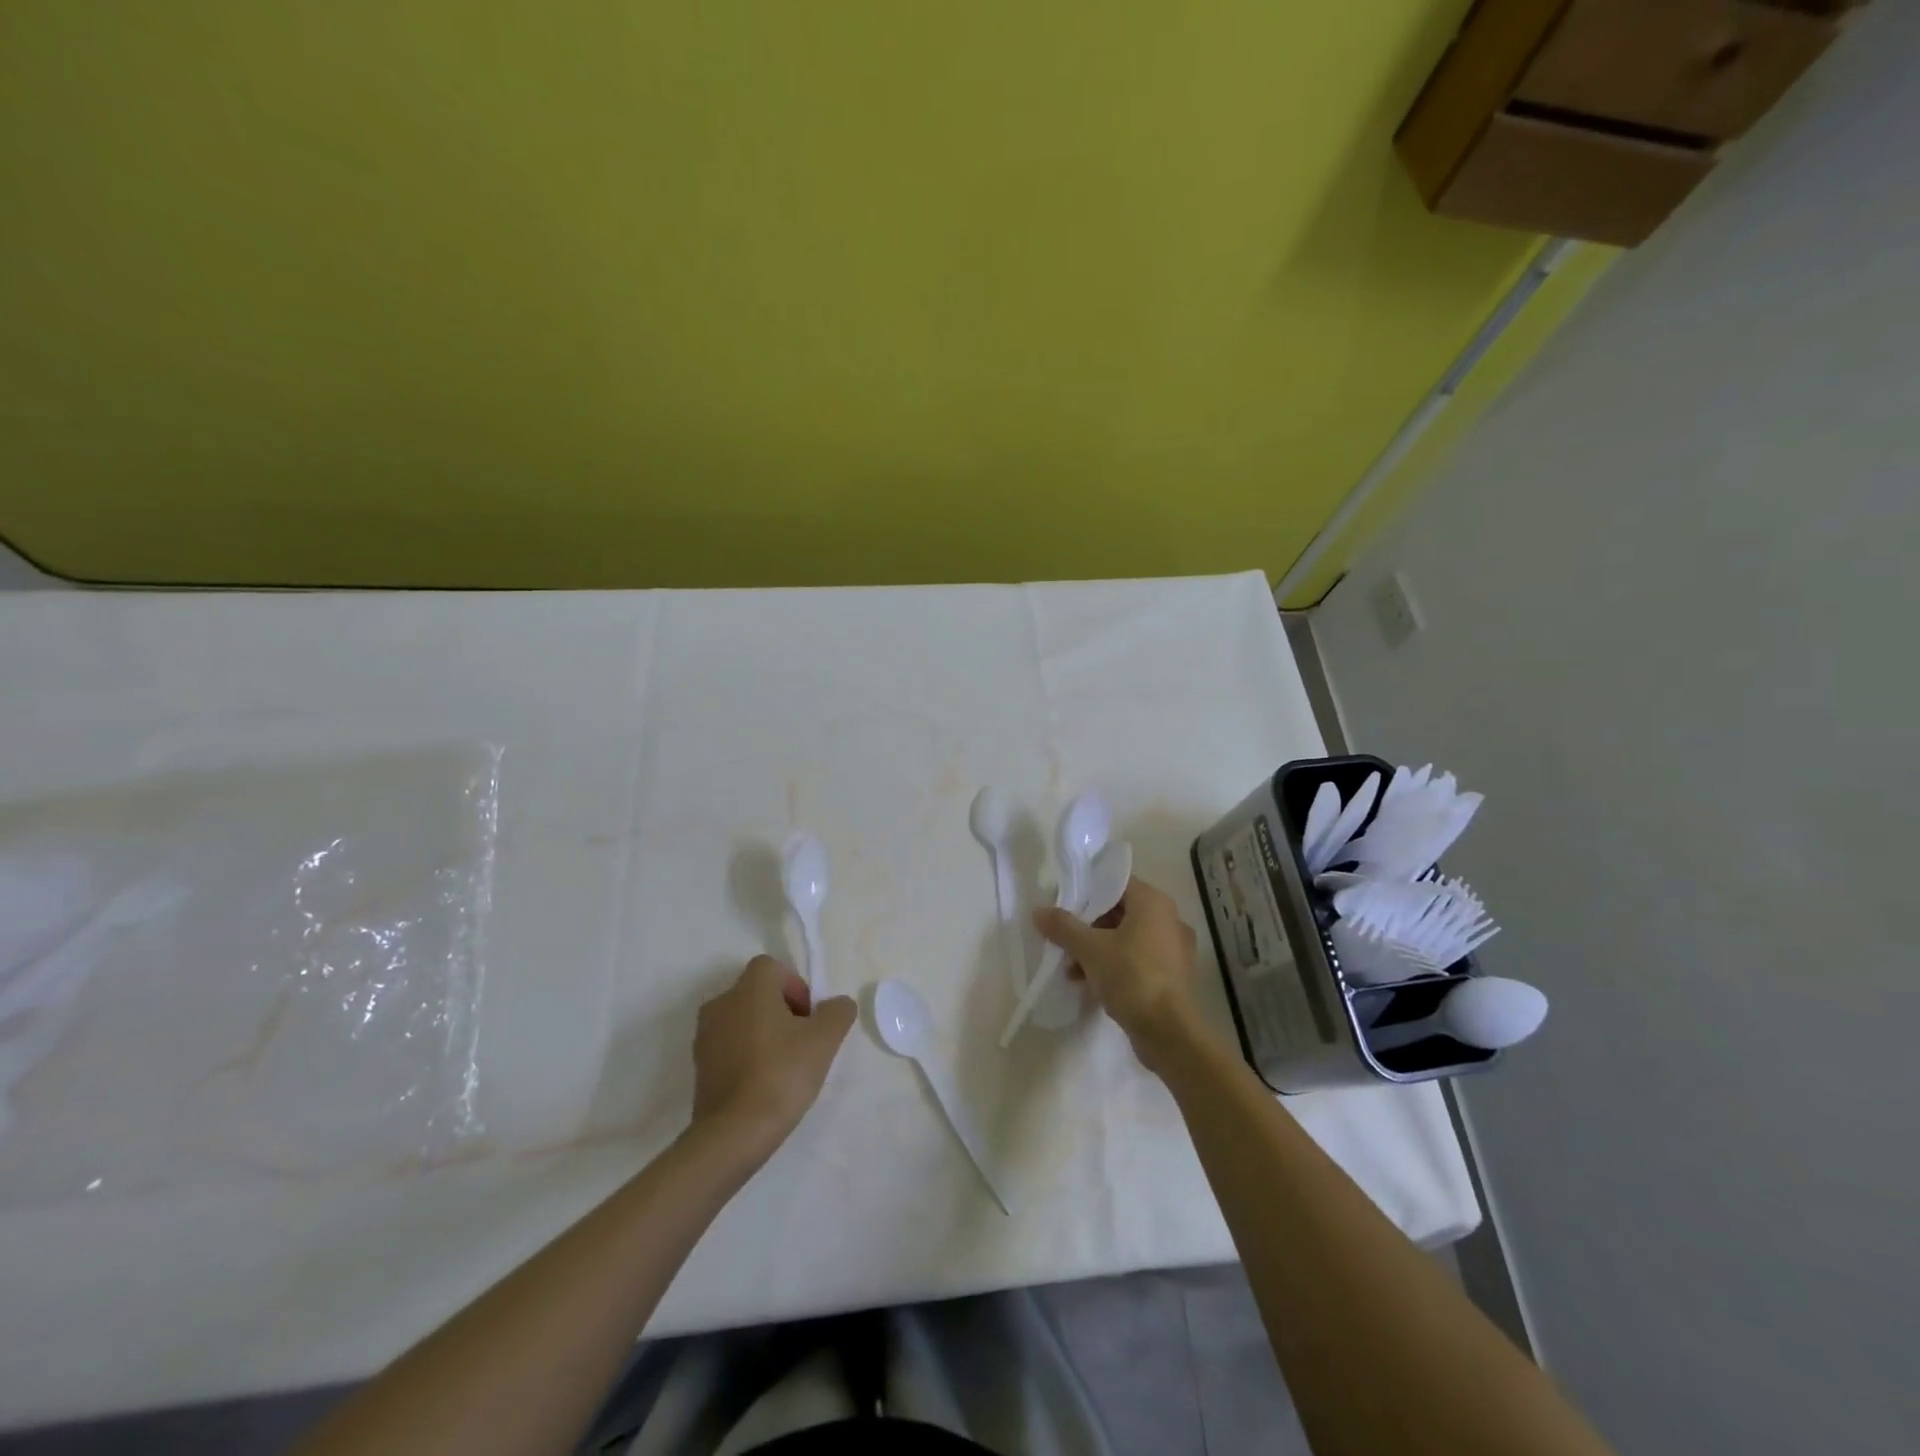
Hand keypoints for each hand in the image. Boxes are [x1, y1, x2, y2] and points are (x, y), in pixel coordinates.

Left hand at [691, 956, 855, 1158]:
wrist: (733, 1133)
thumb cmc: (782, 1073)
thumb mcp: (825, 1039)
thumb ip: (837, 1012)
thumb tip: (837, 1005)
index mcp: (749, 988)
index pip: (772, 967)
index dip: (795, 986)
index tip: (809, 1018)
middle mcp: (721, 1003)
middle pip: (757, 993)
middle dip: (782, 1011)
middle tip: (802, 1042)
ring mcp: (705, 1036)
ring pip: (742, 1020)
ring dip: (763, 1034)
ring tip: (783, 1067)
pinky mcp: (699, 1067)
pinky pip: (729, 1047)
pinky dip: (746, 1056)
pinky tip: (763, 1084)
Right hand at [1034, 877, 1201, 1071]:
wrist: (1169, 1033)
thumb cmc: (1131, 977)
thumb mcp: (1089, 949)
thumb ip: (1063, 927)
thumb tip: (1038, 911)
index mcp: (1153, 903)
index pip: (1115, 884)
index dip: (1088, 892)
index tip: (1064, 905)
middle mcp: (1168, 920)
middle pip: (1119, 913)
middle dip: (1088, 928)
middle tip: (1064, 941)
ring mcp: (1173, 949)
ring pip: (1126, 939)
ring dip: (1097, 951)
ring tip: (1071, 970)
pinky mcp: (1172, 976)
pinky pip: (1137, 960)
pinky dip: (1114, 967)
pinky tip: (1089, 984)